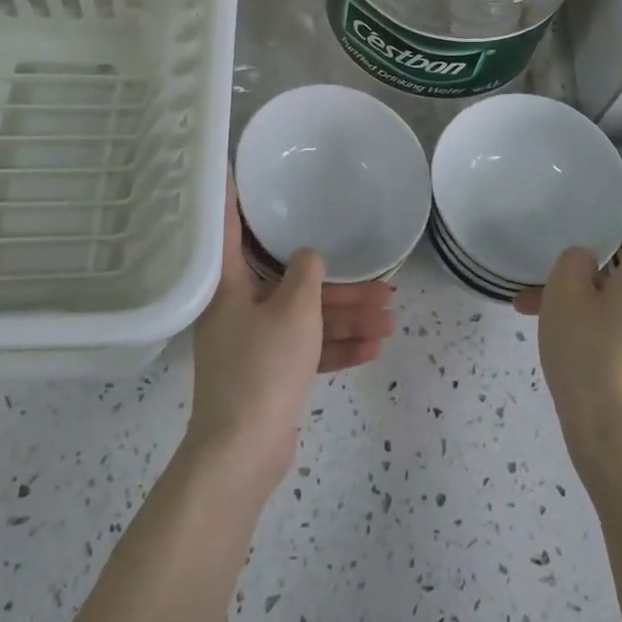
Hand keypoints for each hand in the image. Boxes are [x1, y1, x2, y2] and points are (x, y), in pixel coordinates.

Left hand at [185, 182, 396, 486]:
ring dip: (347, 317)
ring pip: (306, 319)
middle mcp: (238, 309)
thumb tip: (308, 256)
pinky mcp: (271, 375)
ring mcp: (254, 344)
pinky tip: (375, 347)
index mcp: (229, 286)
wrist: (243, 453)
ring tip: (392, 316)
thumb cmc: (263, 367)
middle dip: (339, 284)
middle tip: (382, 280)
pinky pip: (307, 350)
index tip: (236, 167)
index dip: (233, 197)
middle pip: (291, 283)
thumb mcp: (293, 310)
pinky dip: (336, 347)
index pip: (229, 229)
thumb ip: (306, 274)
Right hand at [514, 220, 621, 502]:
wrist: (617, 442)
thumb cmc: (589, 355)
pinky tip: (570, 351)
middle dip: (590, 275)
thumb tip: (589, 261)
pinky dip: (606, 332)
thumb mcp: (564, 294)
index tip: (586, 242)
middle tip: (548, 288)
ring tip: (542, 320)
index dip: (620, 231)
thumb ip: (574, 262)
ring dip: (590, 306)